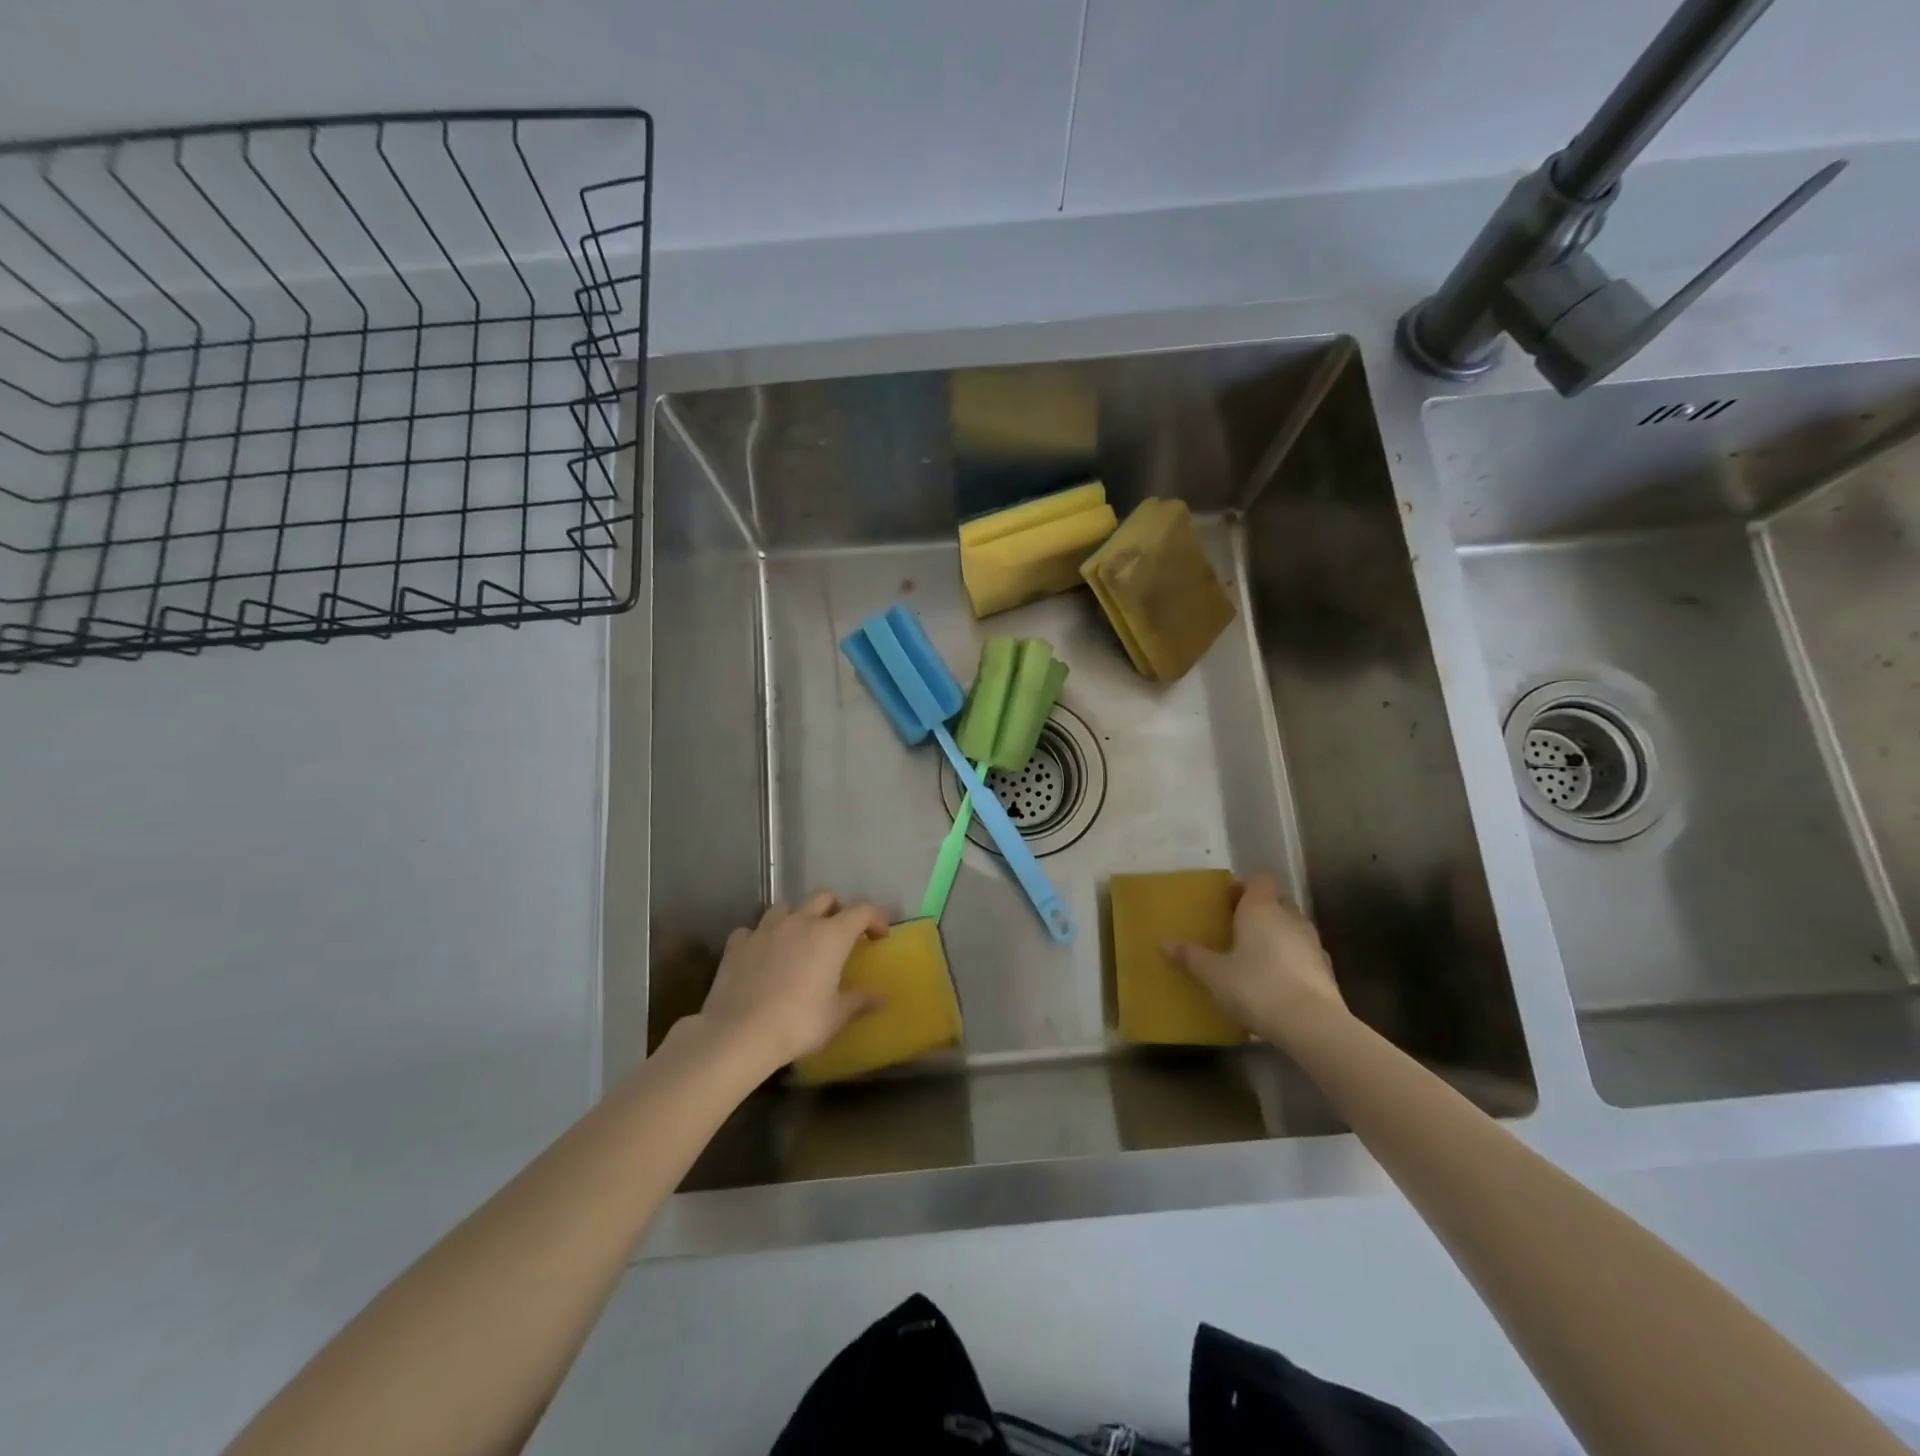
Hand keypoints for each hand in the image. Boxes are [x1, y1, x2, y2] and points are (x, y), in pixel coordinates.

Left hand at [694, 892, 888, 1071]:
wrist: (739, 1034)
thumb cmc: (798, 1023)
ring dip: (797, 917)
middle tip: (840, 932)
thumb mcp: (835, 1016)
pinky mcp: (738, 943)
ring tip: (798, 939)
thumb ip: (859, 1000)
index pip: (862, 911)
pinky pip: (753, 930)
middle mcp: (800, 922)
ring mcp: (766, 929)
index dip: (875, 918)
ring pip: (786, 907)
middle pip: (824, 897)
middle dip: (837, 909)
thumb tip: (882, 997)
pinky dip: (761, 937)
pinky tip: (761, 954)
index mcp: (831, 936)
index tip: (880, 935)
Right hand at [1166, 872, 1345, 1040]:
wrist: (1311, 1025)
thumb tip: (1166, 943)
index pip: (1259, 879)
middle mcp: (1290, 917)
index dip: (1244, 885)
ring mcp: (1312, 943)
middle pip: (1276, 901)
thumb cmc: (1256, 987)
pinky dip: (1290, 960)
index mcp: (1261, 908)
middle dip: (1259, 910)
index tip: (1227, 901)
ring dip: (1277, 935)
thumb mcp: (1214, 974)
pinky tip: (1276, 981)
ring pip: (1292, 927)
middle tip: (1236, 927)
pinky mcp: (1326, 970)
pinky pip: (1303, 954)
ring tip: (1255, 956)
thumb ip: (1192, 957)